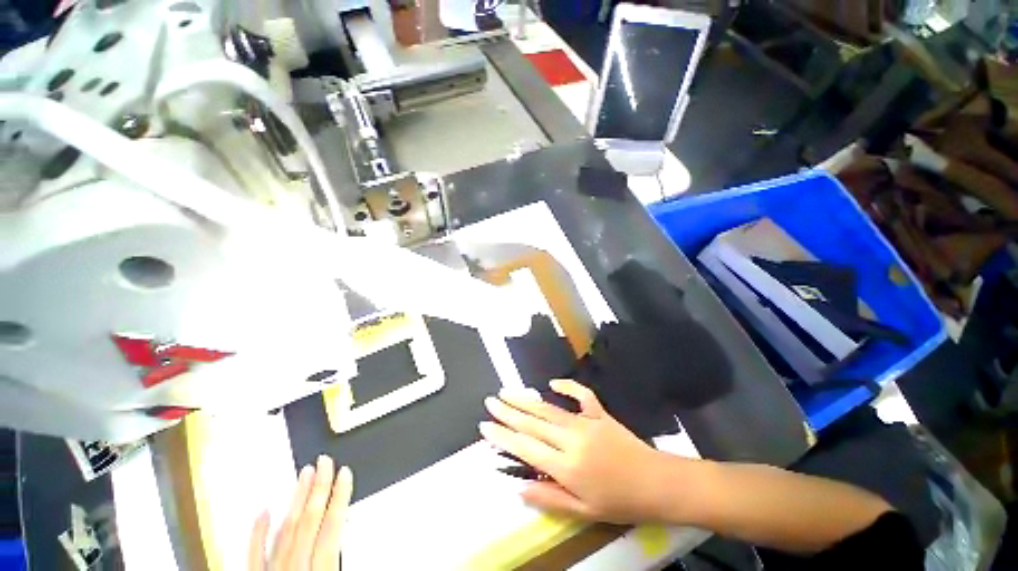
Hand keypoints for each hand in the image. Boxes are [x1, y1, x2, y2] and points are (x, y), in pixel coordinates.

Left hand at [248, 455, 353, 569]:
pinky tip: (262, 511)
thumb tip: (364, 545)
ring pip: (283, 532)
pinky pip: (253, 556)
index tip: (345, 474)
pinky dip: (257, 533)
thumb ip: (342, 563)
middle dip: (317, 490)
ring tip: (302, 475)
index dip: (339, 500)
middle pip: (306, 524)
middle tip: (324, 462)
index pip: (330, 531)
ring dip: (294, 502)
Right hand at [480, 379, 680, 523]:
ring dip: (526, 400)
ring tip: (507, 392)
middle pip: (533, 423)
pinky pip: (581, 395)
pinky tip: (552, 383)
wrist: (656, 483)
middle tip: (490, 401)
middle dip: (508, 412)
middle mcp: (572, 440)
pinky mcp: (599, 413)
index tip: (485, 426)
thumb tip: (519, 488)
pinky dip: (566, 386)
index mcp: (567, 466)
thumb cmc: (619, 502)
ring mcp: (586, 422)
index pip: (526, 448)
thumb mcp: (583, 511)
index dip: (503, 437)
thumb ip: (549, 498)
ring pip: (549, 408)